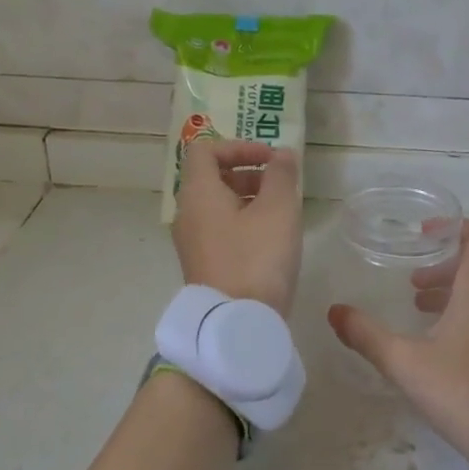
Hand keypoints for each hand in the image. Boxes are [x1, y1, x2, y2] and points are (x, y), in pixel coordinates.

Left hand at [173, 140, 302, 313]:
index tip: (271, 160)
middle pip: (211, 178)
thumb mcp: (278, 210)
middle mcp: (187, 214)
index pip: (205, 150)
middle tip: (280, 187)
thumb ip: (281, 175)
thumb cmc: (257, 259)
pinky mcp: (203, 264)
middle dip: (248, 173)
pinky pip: (219, 230)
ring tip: (281, 215)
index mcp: (198, 193)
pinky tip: (270, 241)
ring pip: (217, 206)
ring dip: (248, 200)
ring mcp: (192, 242)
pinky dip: (242, 223)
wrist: (236, 322)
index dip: (239, 146)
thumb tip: (281, 155)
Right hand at [328, 220, 468, 469]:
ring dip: (456, 291)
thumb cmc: (463, 393)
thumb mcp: (405, 363)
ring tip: (422, 310)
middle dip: (446, 265)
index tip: (425, 235)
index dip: (454, 227)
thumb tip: (334, 311)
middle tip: (413, 283)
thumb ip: (366, 335)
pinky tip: (445, 345)